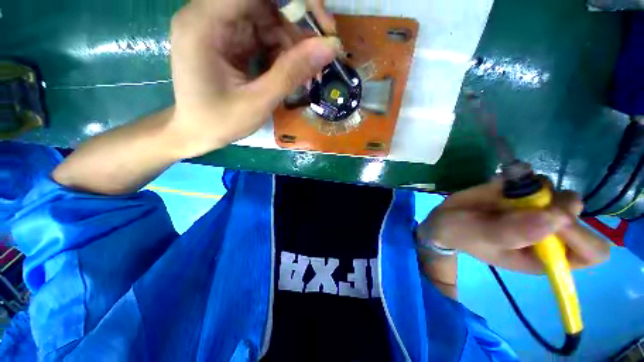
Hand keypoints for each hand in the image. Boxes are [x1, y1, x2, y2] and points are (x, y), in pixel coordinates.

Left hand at [169, 0, 340, 157]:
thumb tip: (331, 47)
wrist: (196, 133)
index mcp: (205, 23)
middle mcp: (210, 15)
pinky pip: (264, 35)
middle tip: (323, 50)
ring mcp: (220, 27)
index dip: (294, 1)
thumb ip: (292, 72)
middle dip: (298, 22)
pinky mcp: (230, 40)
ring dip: (293, 42)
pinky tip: (294, 71)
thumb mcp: (259, 101)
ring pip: (268, 18)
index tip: (322, 25)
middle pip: (263, 2)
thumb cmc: (220, 122)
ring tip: (310, 71)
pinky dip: (283, 51)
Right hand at [416, 179, 609, 273]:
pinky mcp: (522, 194)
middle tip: (529, 201)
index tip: (550, 217)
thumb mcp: (481, 236)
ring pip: (561, 194)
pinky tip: (503, 180)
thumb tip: (556, 219)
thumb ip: (514, 232)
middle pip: (578, 216)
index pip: (590, 252)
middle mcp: (548, 234)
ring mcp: (536, 211)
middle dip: (558, 205)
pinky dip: (523, 175)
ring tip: (509, 192)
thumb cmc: (461, 233)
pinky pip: (537, 179)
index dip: (580, 235)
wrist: (444, 218)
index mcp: (544, 256)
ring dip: (539, 189)